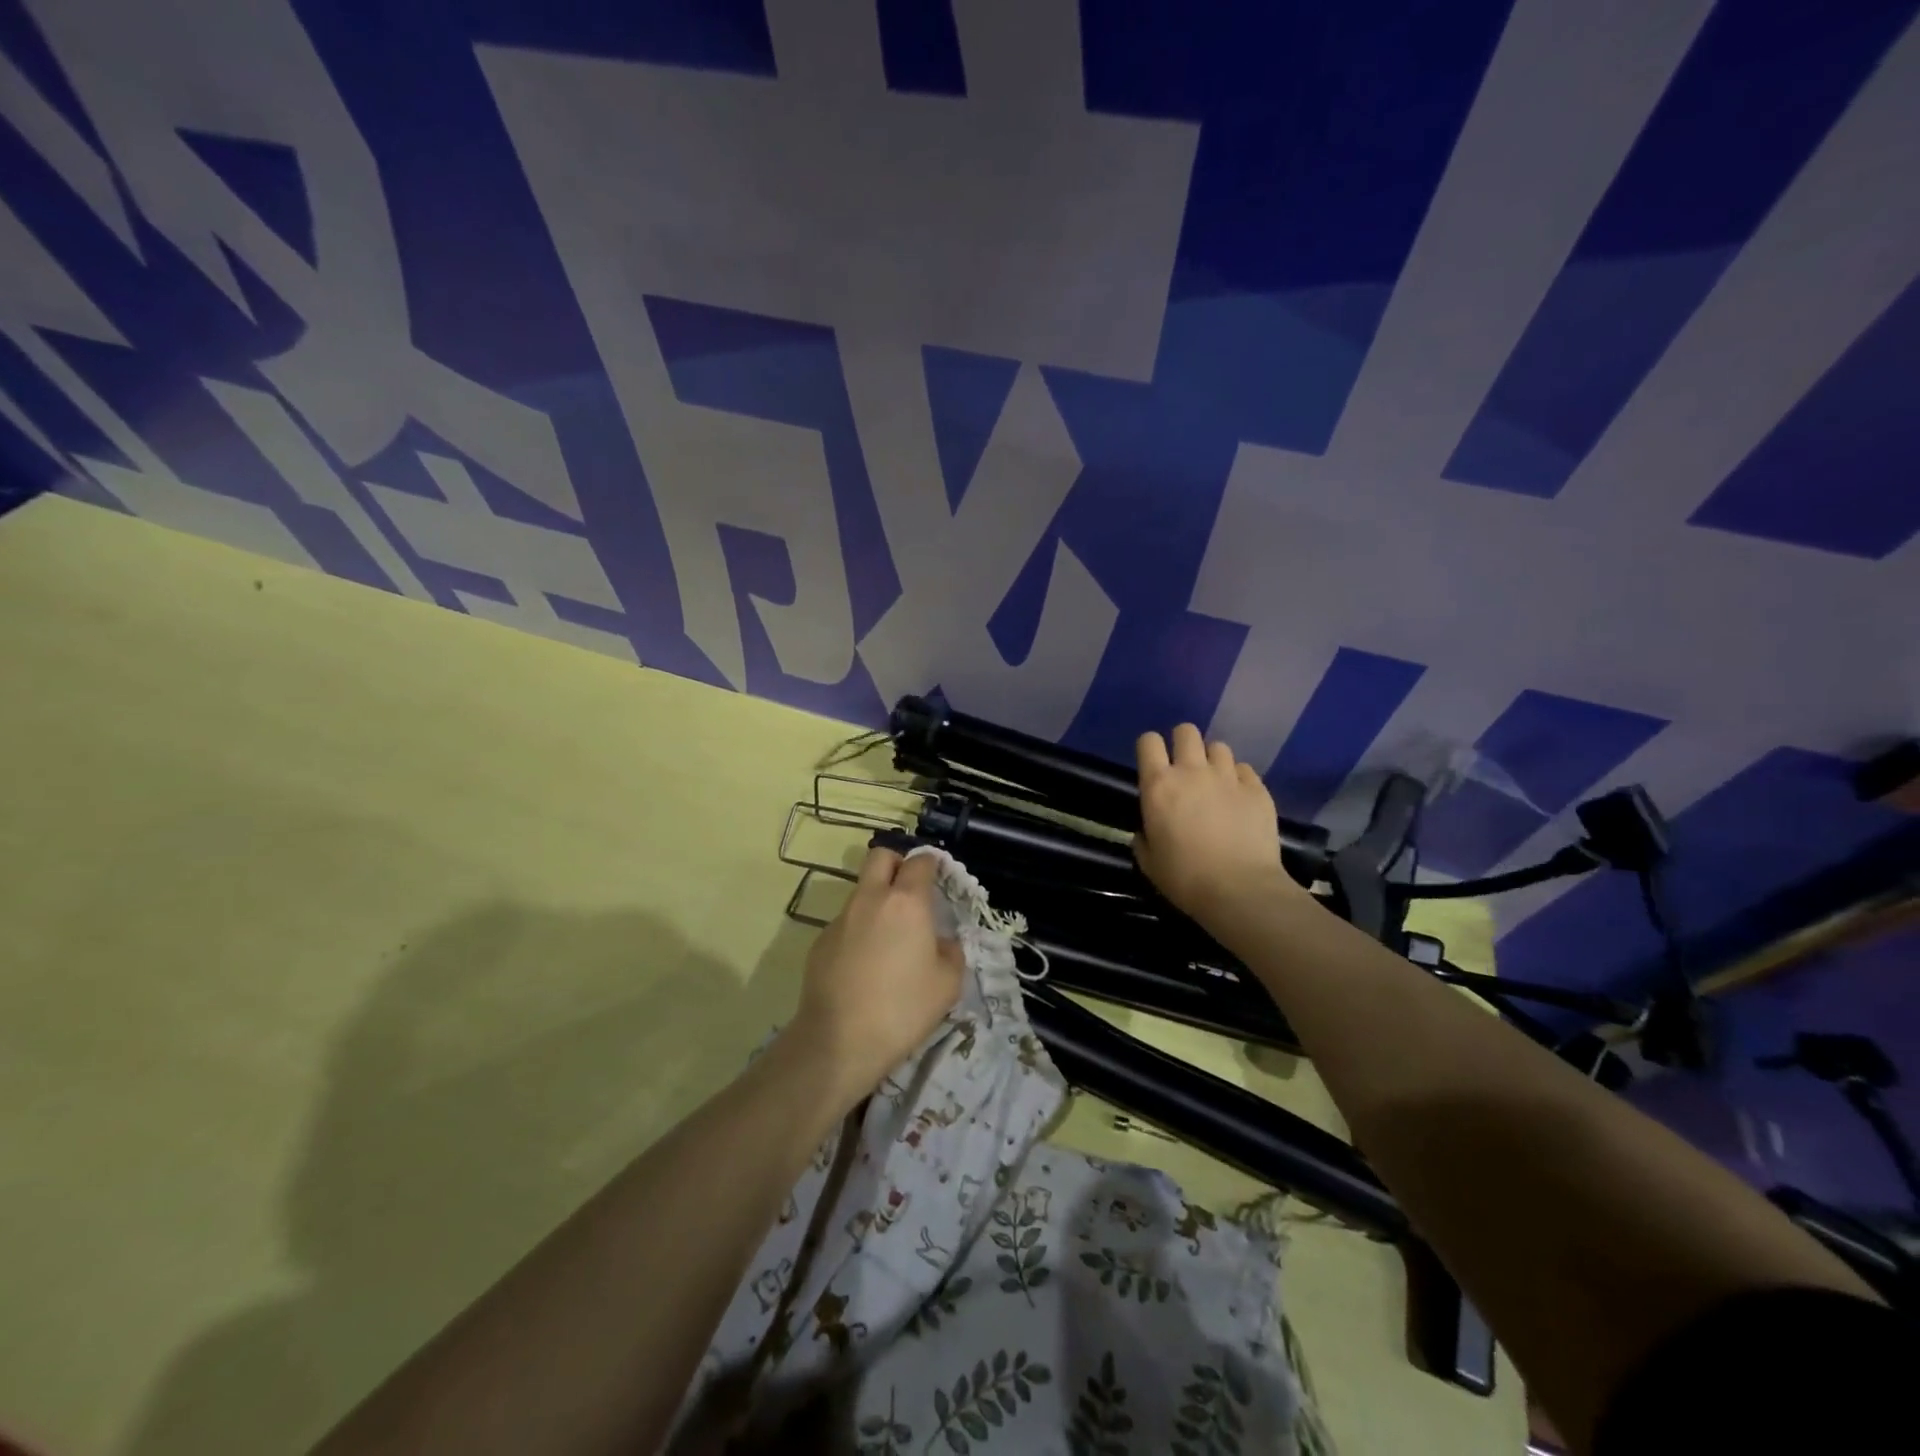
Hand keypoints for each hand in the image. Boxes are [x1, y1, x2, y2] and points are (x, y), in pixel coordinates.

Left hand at [788, 846, 965, 1106]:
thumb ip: (951, 952)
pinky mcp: (820, 941)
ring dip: (878, 899)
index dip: (933, 864)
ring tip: (891, 937)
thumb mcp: (948, 984)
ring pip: (861, 890)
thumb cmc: (902, 1009)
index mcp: (906, 902)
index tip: (941, 877)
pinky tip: (866, 965)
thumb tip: (941, 943)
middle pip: (881, 857)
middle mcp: (870, 899)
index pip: (920, 862)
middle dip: (898, 864)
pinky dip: (860, 930)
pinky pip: (846, 922)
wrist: (838, 1042)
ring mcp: (841, 919)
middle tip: (911, 891)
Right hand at [1134, 723, 1302, 921]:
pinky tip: (1239, 798)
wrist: (1240, 890)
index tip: (1153, 763)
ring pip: (1218, 747)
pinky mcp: (1257, 789)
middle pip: (1186, 732)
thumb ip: (1144, 837)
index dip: (1149, 748)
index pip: (1148, 742)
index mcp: (1159, 785)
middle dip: (1183, 743)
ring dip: (1212, 760)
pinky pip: (1244, 769)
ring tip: (1215, 782)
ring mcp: (1228, 777)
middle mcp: (1192, 771)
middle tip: (1185, 767)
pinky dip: (1238, 778)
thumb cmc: (1185, 878)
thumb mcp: (1149, 861)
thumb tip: (1148, 830)